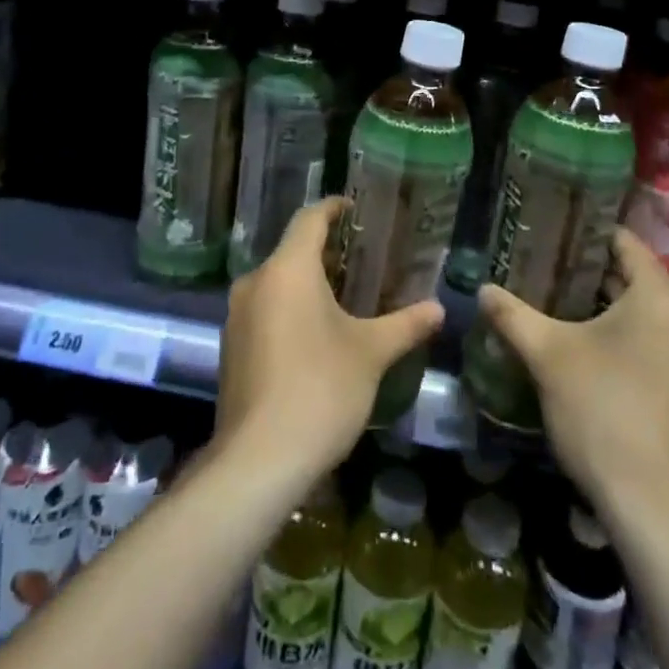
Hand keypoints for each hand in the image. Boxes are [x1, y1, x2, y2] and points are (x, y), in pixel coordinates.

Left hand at [216, 198, 443, 484]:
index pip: (310, 218)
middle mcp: (255, 281)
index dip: (334, 208)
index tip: (356, 209)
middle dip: (326, 252)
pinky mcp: (230, 347)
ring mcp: (236, 315)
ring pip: (276, 282)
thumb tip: (439, 308)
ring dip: (307, 283)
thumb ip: (405, 324)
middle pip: (292, 250)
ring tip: (345, 298)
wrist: (259, 460)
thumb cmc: (321, 389)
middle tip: (363, 261)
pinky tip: (315, 336)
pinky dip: (289, 309)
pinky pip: (264, 310)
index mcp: (288, 269)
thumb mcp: (371, 353)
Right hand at [477, 227, 668, 524]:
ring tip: (564, 307)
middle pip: (636, 279)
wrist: (656, 510)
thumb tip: (482, 289)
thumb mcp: (548, 356)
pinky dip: (633, 338)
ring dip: (612, 309)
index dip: (585, 235)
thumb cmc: (604, 414)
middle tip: (546, 271)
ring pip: (650, 314)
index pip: (624, 243)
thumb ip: (512, 315)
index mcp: (663, 298)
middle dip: (591, 275)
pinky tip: (594, 350)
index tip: (549, 234)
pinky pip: (663, 343)